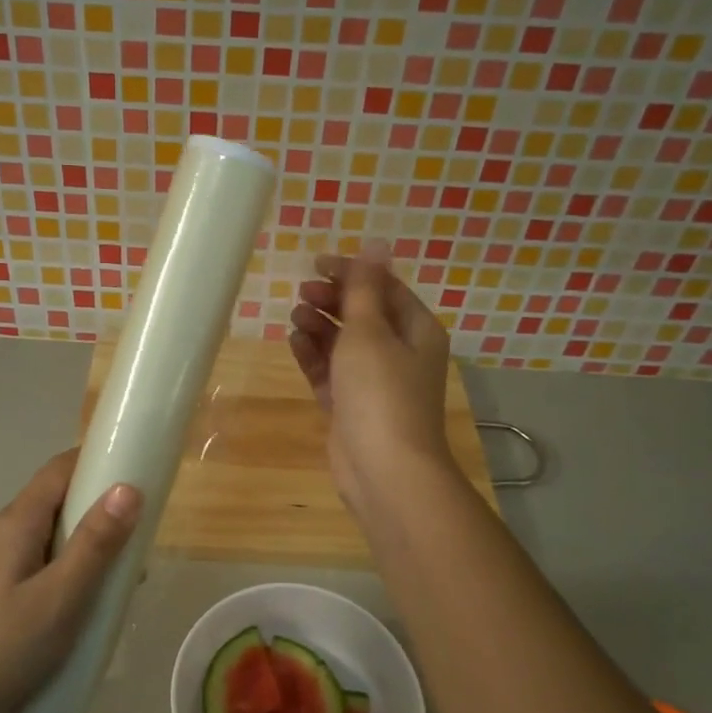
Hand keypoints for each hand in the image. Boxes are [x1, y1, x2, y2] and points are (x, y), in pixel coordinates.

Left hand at [0, 449, 141, 712]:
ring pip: (54, 530)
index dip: (98, 461)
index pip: (60, 469)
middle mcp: (4, 529)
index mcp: (16, 521)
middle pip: (59, 497)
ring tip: (124, 571)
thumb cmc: (7, 646)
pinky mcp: (0, 584)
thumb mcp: (61, 596)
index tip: (139, 471)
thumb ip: (95, 543)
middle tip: (141, 531)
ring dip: (90, 539)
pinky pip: (45, 556)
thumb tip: (129, 488)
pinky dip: (73, 562)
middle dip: (101, 505)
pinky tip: (92, 595)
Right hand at [289, 248, 455, 511]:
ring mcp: (375, 382)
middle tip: (302, 293)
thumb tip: (377, 242)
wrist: (384, 469)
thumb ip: (365, 288)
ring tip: (295, 318)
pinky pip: (331, 372)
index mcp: (416, 329)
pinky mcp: (352, 406)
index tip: (315, 264)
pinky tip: (295, 343)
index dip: (351, 272)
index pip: (384, 288)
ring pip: (344, 343)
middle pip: (363, 314)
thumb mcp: (369, 332)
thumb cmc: (381, 392)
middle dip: (332, 300)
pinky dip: (315, 357)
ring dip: (320, 327)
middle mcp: (400, 352)